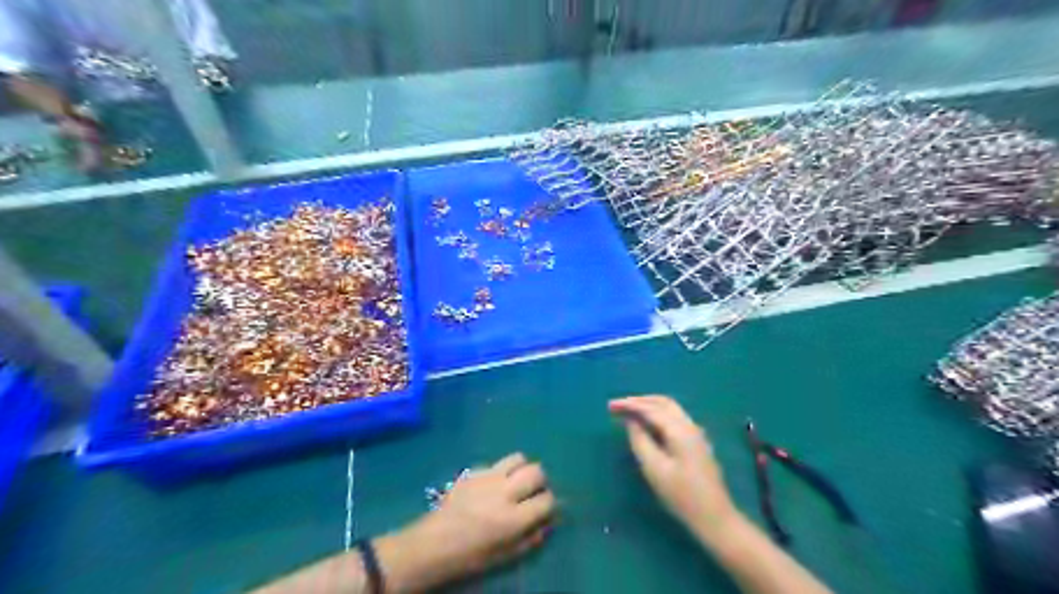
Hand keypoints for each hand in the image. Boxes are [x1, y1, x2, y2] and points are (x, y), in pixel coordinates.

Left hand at [382, 454, 562, 591]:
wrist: (432, 544)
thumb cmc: (470, 556)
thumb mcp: (505, 556)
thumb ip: (531, 537)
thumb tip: (547, 521)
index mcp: (513, 518)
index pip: (547, 499)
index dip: (550, 504)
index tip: (544, 509)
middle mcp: (504, 492)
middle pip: (537, 471)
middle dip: (540, 482)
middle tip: (531, 493)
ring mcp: (487, 477)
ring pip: (518, 458)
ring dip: (522, 469)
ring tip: (515, 482)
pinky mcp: (473, 471)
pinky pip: (496, 463)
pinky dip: (501, 471)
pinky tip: (492, 486)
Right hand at [612, 397, 737, 538]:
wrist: (715, 517)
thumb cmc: (682, 495)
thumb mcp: (655, 469)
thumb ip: (640, 441)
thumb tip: (631, 422)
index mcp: (680, 430)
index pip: (651, 409)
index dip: (629, 405)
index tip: (610, 405)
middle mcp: (690, 425)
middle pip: (663, 402)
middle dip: (639, 401)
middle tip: (619, 406)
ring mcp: (696, 433)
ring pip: (670, 409)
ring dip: (649, 406)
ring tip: (630, 411)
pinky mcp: (696, 443)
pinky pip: (674, 418)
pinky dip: (658, 414)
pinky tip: (648, 424)